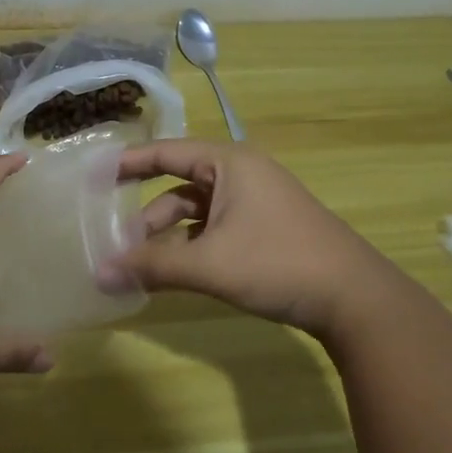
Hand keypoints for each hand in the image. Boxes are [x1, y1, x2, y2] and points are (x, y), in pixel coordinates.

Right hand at [102, 139, 403, 339]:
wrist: (357, 299)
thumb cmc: (278, 263)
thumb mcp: (210, 265)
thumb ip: (152, 266)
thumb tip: (100, 275)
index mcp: (228, 163)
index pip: (165, 153)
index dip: (128, 163)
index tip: (94, 176)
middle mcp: (241, 174)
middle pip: (179, 186)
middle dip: (147, 215)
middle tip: (115, 240)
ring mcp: (256, 203)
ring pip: (197, 212)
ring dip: (169, 236)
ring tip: (142, 266)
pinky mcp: (266, 229)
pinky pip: (215, 229)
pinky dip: (192, 247)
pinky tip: (176, 274)